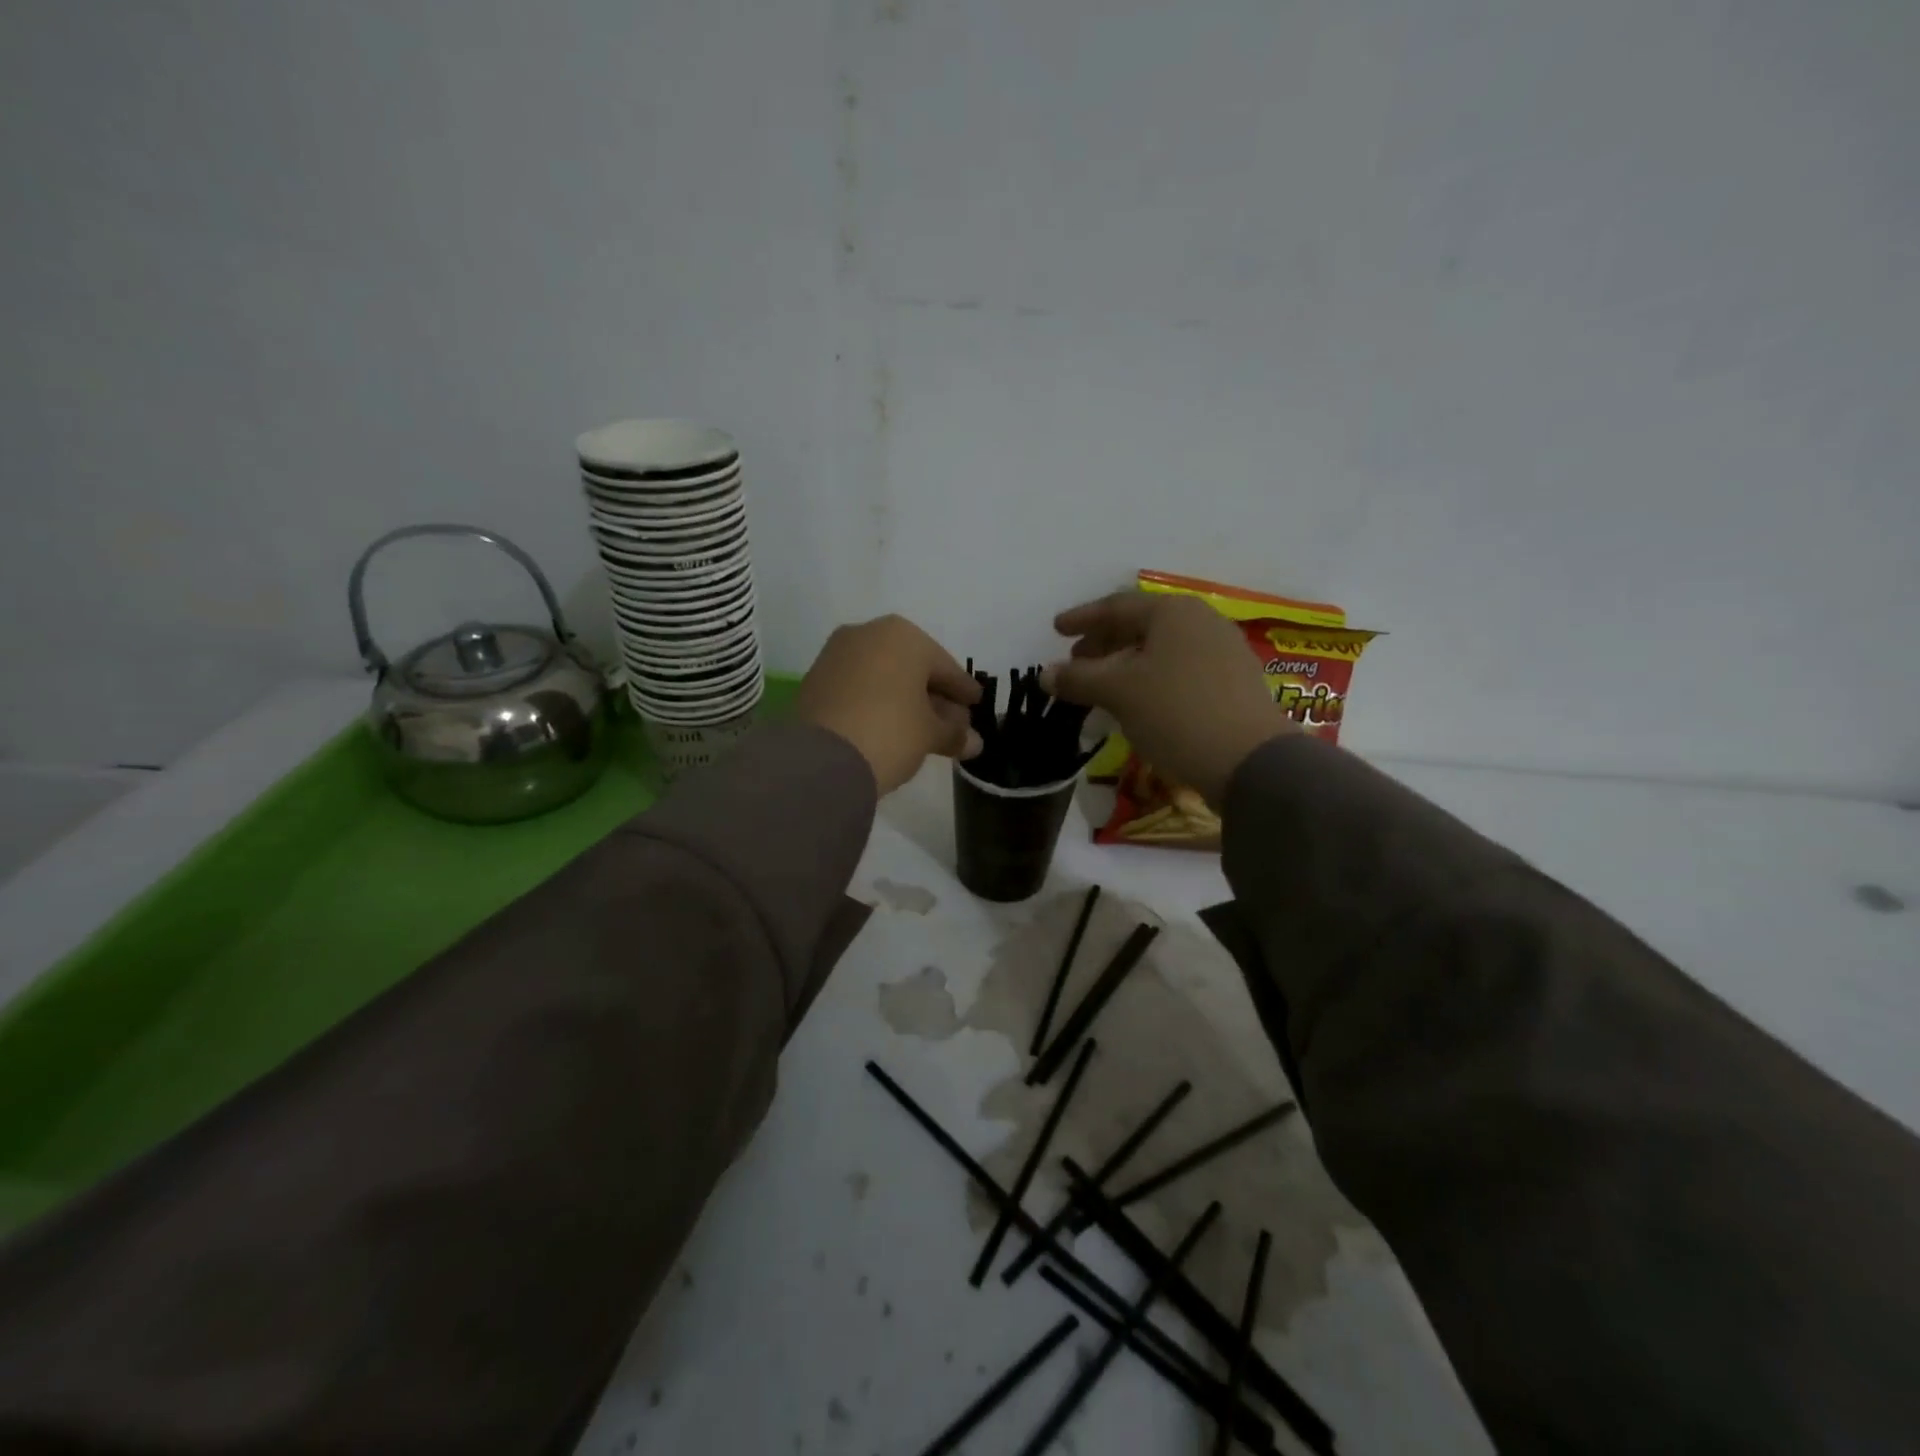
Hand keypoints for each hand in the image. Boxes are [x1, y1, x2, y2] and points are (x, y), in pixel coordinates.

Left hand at [794, 615, 982, 794]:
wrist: (821, 759)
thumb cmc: (890, 732)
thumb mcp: (930, 735)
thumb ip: (954, 733)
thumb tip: (973, 742)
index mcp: (904, 636)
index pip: (945, 666)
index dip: (963, 689)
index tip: (976, 704)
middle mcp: (868, 634)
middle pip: (912, 668)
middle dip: (933, 696)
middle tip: (952, 723)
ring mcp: (836, 654)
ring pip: (883, 676)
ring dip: (904, 699)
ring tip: (921, 729)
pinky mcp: (815, 679)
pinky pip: (858, 687)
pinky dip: (876, 702)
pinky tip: (887, 726)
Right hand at [1041, 591, 1290, 805]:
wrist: (1250, 762)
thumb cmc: (1176, 713)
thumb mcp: (1119, 692)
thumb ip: (1078, 678)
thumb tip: (1044, 673)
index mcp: (1173, 612)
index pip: (1116, 606)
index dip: (1082, 619)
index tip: (1056, 630)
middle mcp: (1202, 622)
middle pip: (1141, 626)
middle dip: (1104, 644)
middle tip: (1076, 664)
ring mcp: (1224, 652)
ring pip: (1161, 650)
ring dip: (1126, 665)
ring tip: (1102, 687)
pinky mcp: (1234, 683)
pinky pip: (1180, 670)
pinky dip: (1151, 679)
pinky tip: (1138, 704)